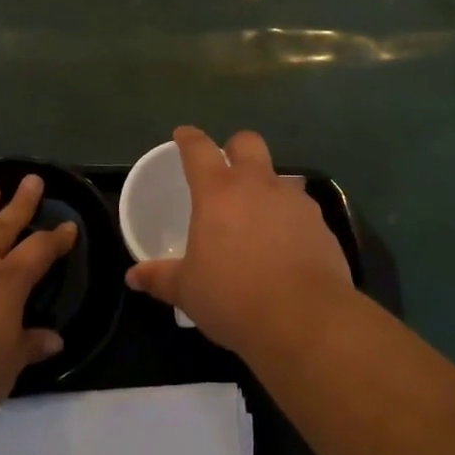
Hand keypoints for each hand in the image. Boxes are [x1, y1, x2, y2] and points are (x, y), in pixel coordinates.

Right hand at [124, 126, 352, 354]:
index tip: (183, 135)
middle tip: (226, 167)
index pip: (199, 149)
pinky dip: (290, 217)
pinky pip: (301, 208)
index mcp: (218, 192)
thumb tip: (134, 277)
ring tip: (259, 215)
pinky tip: (286, 244)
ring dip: (267, 186)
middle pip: (247, 142)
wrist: (306, 319)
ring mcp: (293, 201)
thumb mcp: (188, 291)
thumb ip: (161, 278)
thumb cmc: (234, 298)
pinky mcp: (320, 224)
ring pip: (279, 176)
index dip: (189, 138)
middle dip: (235, 147)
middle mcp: (257, 185)